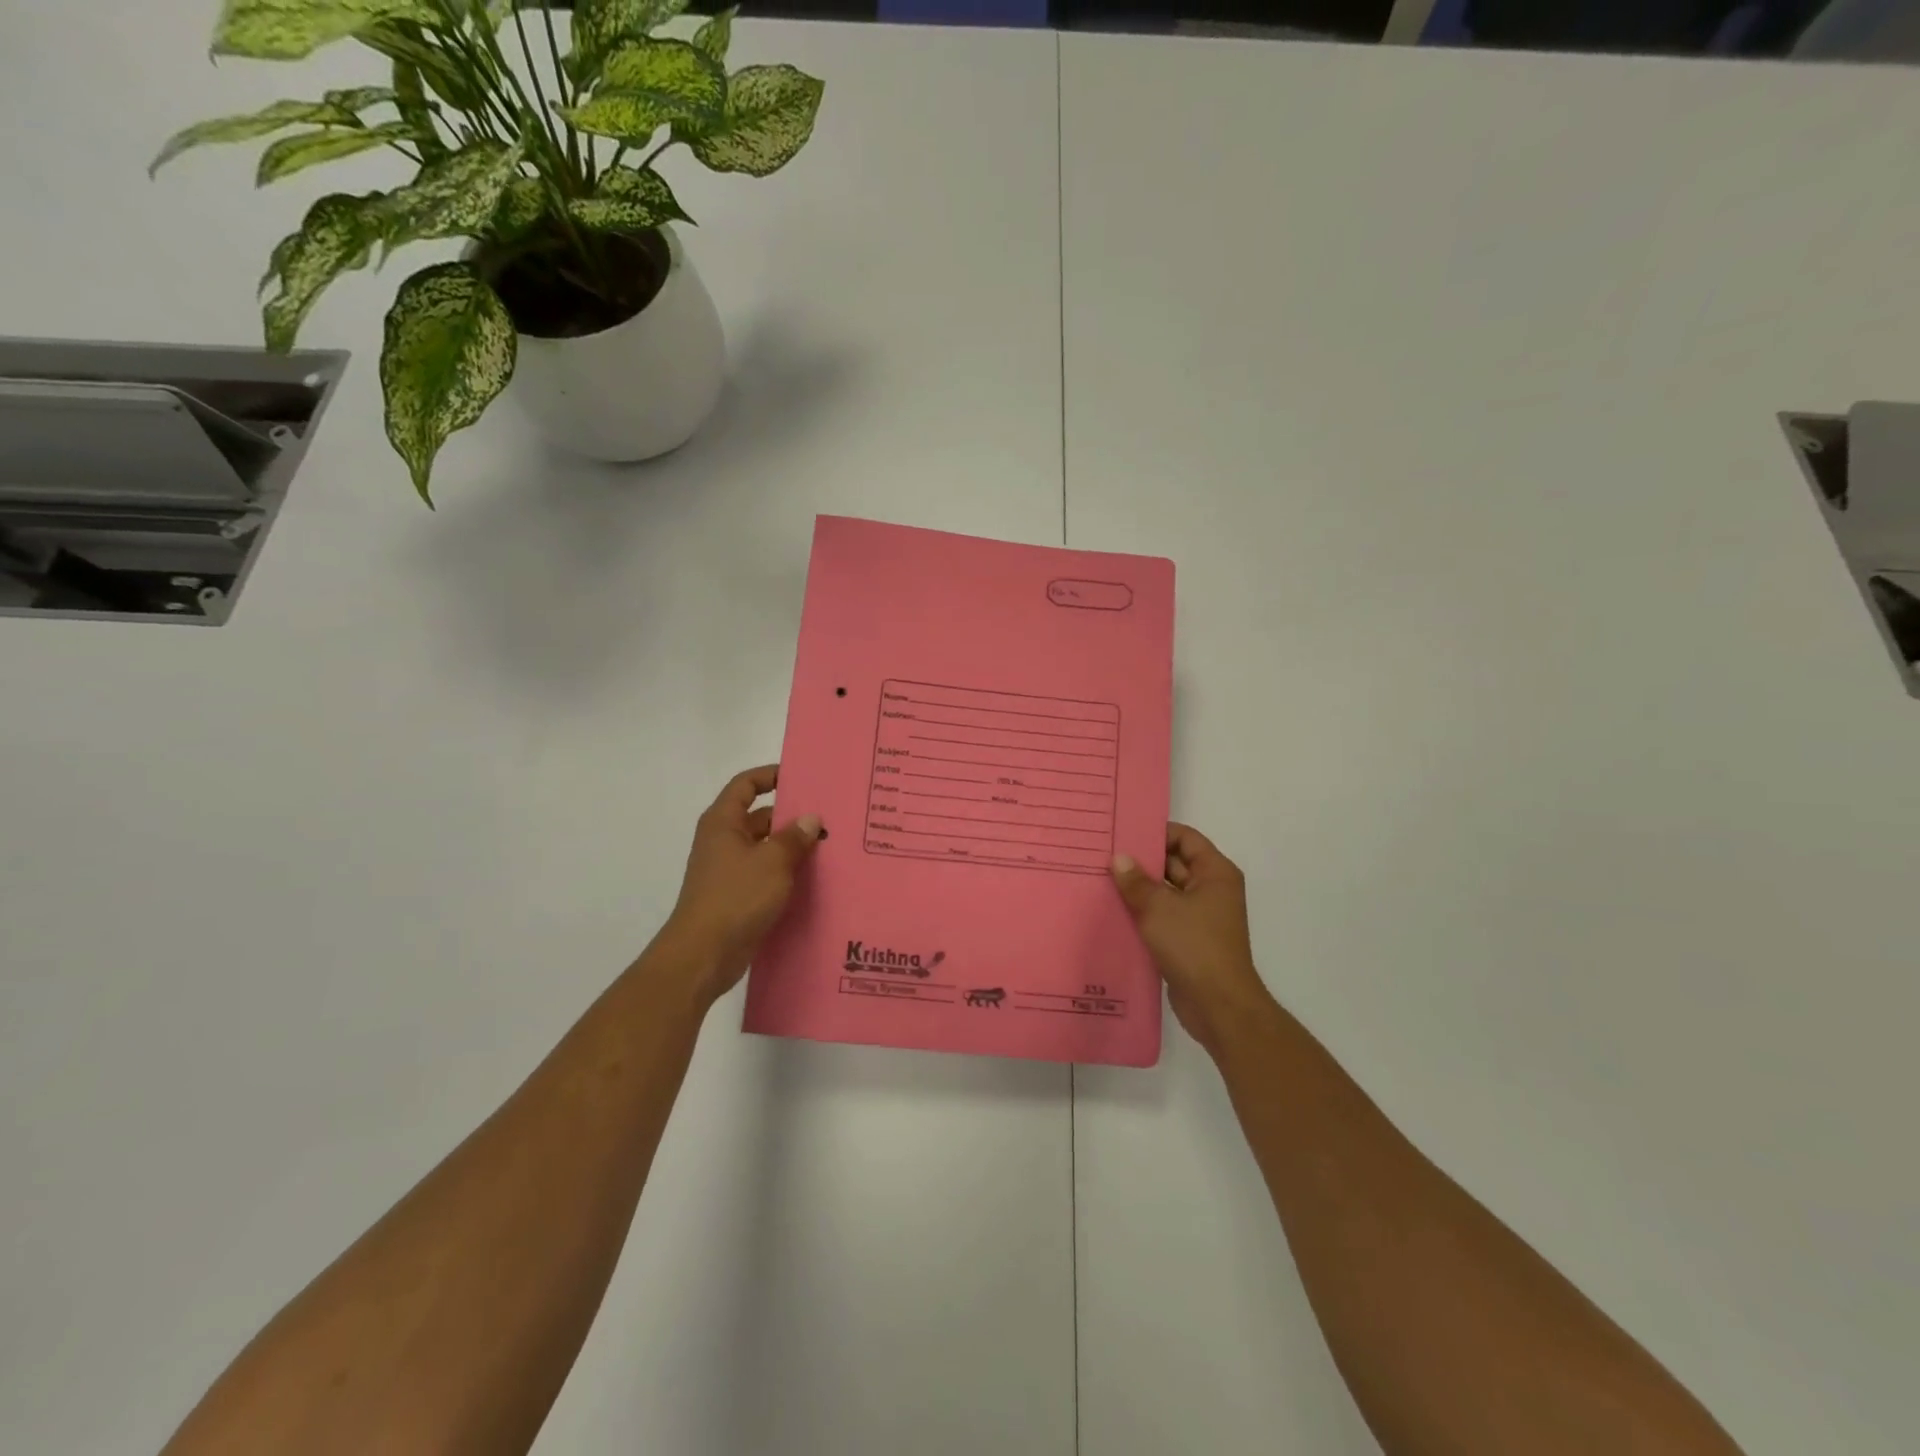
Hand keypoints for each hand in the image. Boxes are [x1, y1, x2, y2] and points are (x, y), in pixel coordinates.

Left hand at [662, 765, 822, 1007]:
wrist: (703, 955)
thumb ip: (794, 837)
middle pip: (759, 816)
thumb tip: (811, 819)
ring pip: (765, 848)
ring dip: (792, 847)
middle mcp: (723, 841)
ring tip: (830, 846)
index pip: (745, 785)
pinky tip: (815, 879)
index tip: (801, 777)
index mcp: (723, 822)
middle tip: (829, 817)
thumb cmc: (735, 898)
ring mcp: (729, 870)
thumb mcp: (772, 862)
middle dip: (791, 816)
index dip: (770, 775)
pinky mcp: (737, 896)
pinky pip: (766, 874)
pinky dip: (786, 873)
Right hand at [1111, 824, 1276, 1054]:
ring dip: (1139, 888)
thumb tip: (1119, 859)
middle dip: (1142, 860)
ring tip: (1102, 879)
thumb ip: (1135, 881)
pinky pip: (1163, 916)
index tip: (1123, 832)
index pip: (1185, 838)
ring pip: (1166, 892)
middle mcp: (1212, 890)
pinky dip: (1143, 913)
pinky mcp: (1189, 940)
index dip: (1156, 832)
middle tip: (1104, 854)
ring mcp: (1201, 917)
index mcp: (1215, 873)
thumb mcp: (1158, 908)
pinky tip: (1113, 910)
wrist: (1219, 1006)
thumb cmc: (1194, 946)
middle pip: (1174, 863)